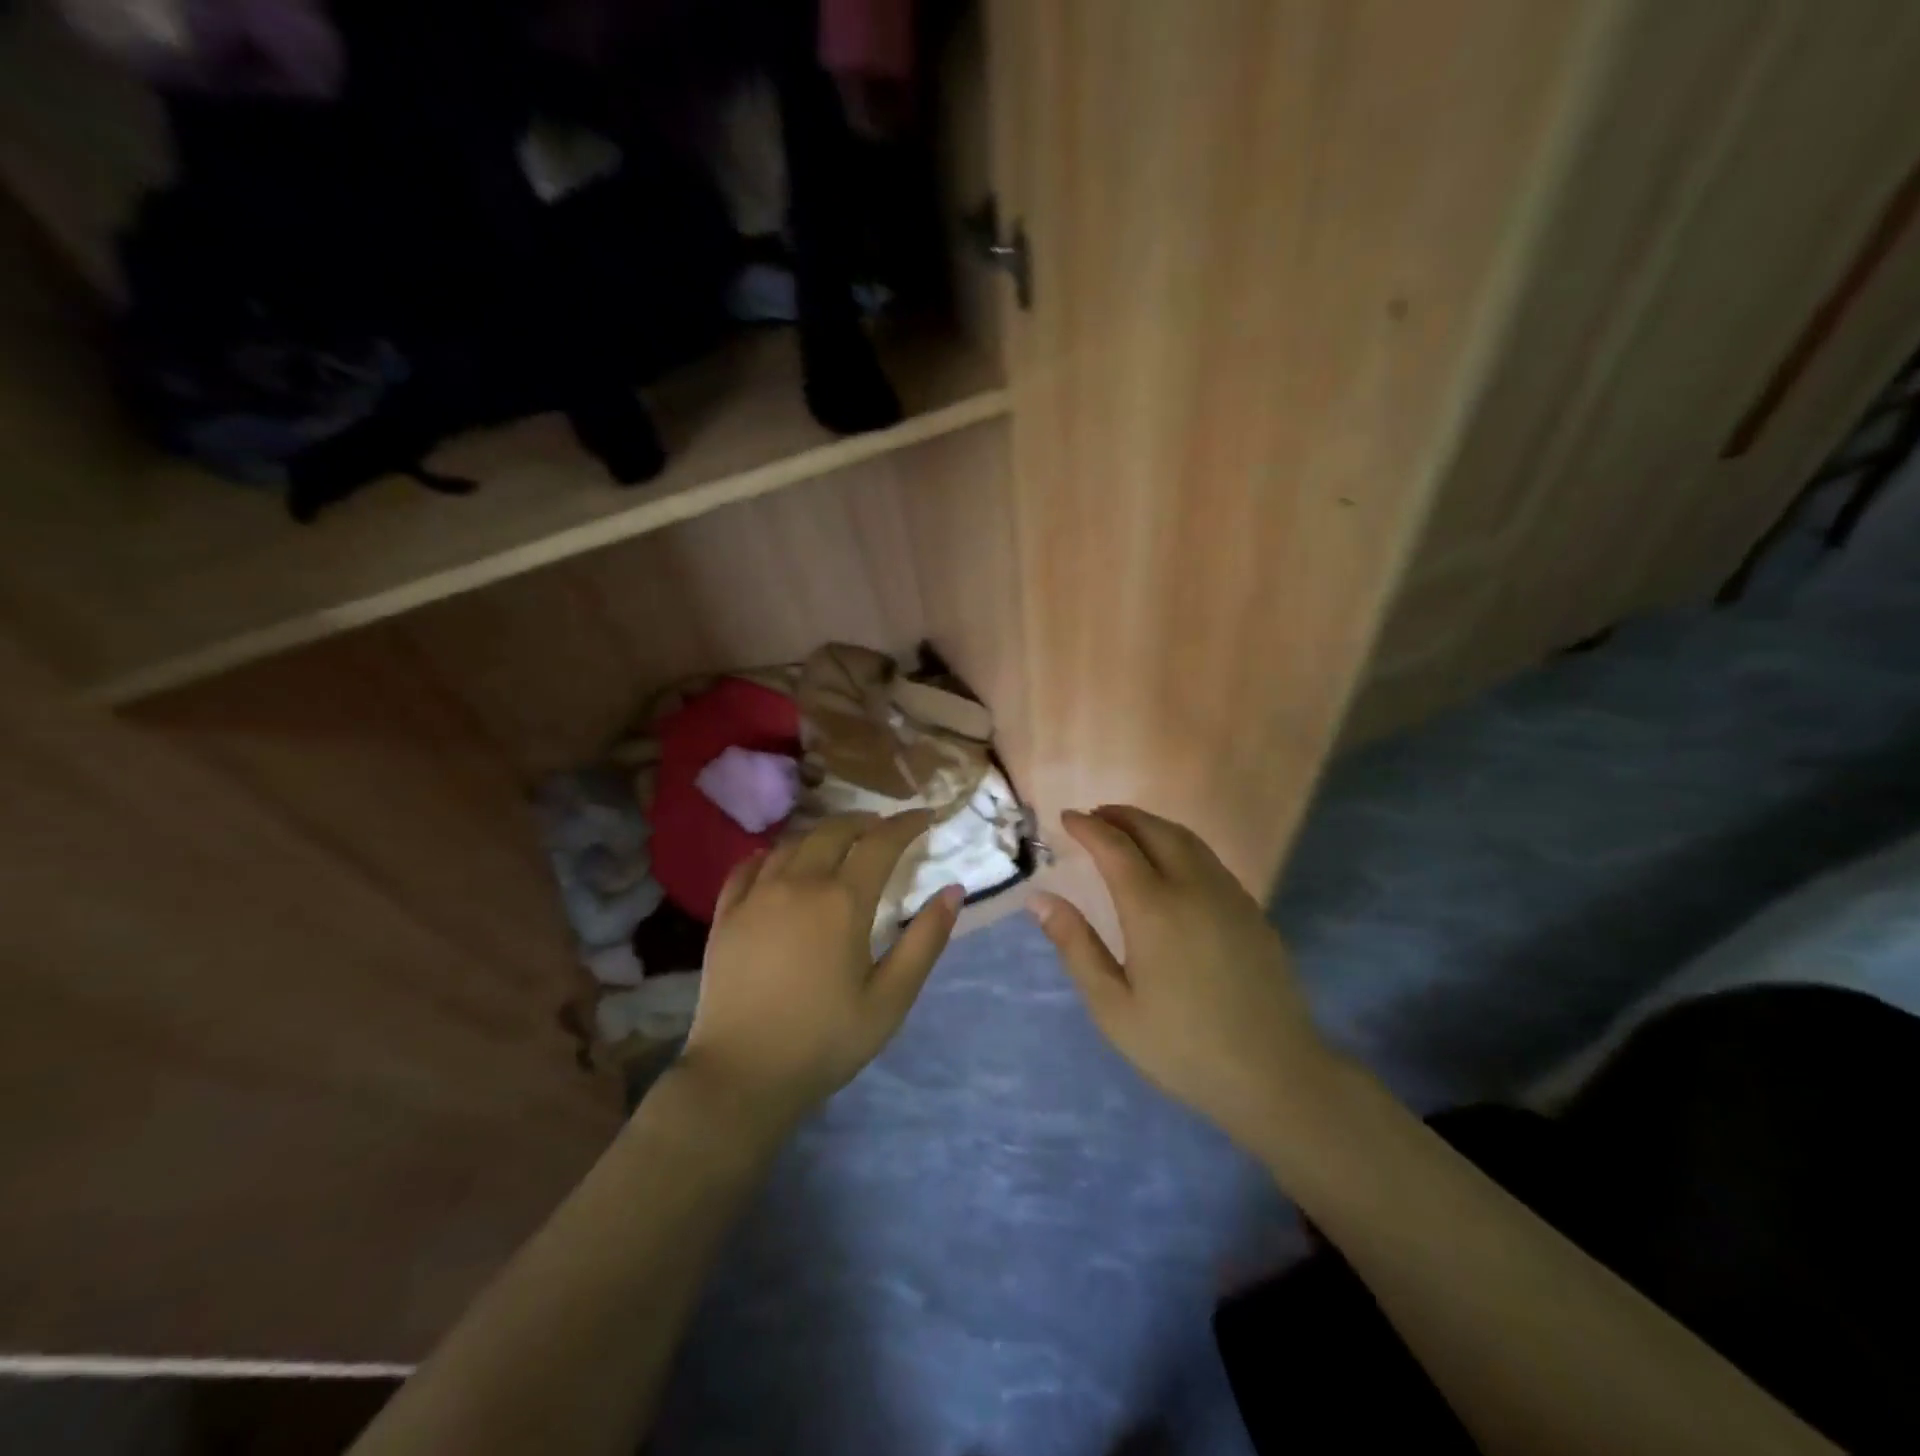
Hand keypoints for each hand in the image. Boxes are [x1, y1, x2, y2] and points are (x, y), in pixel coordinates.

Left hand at [680, 810, 961, 1130]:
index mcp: (842, 901)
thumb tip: (953, 891)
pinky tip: (780, 862)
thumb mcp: (891, 998)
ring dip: (822, 833)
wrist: (741, 1074)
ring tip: (839, 841)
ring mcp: (756, 895)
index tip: (925, 816)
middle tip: (882, 827)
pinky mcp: (726, 914)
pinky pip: (750, 865)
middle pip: (834, 831)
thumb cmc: (825, 1039)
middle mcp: (798, 884)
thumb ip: (925, 941)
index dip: (906, 824)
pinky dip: (773, 853)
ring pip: (793, 842)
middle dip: (864, 821)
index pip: (880, 842)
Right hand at [1031, 806, 1338, 1154]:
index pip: (1115, 848)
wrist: (1275, 1075)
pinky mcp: (1252, 911)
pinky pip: (1209, 859)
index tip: (1066, 817)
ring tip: (1126, 831)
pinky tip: (1170, 865)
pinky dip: (1180, 845)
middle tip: (1094, 816)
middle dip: (1121, 815)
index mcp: (1154, 910)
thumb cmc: (1182, 1047)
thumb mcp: (1113, 1007)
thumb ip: (1076, 946)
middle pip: (1155, 830)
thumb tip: (1040, 900)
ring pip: (1187, 839)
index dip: (1088, 827)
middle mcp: (1194, 889)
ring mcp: (1229, 896)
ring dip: (1152, 825)